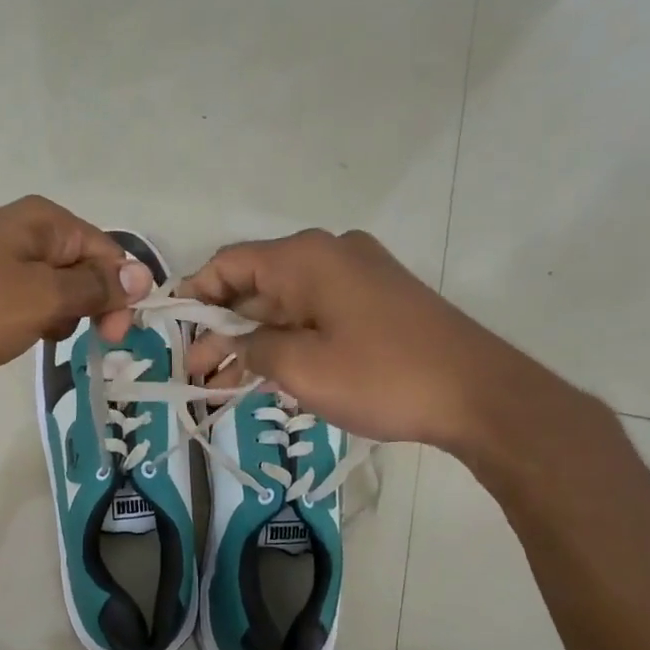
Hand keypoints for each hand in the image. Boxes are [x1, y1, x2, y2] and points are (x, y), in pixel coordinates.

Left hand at [0, 197, 152, 389]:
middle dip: (89, 303)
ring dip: (56, 313)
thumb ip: (93, 288)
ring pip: (43, 283)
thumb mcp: (42, 300)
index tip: (116, 337)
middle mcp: (13, 226)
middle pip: (75, 264)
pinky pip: (10, 295)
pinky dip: (23, 316)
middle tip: (84, 343)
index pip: (105, 250)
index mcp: (40, 220)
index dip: (120, 291)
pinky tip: (12, 338)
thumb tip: (140, 275)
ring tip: (43, 341)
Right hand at [182, 229, 573, 452]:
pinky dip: (286, 343)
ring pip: (284, 306)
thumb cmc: (382, 376)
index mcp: (306, 257)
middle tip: (195, 374)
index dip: (194, 296)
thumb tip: (230, 341)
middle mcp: (329, 255)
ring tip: (220, 387)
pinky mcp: (374, 303)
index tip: (171, 332)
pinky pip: (314, 316)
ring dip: (252, 343)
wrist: (478, 394)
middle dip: (220, 330)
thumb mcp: (301, 367)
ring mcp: (356, 278)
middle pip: (255, 286)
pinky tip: (264, 377)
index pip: (229, 263)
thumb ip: (252, 348)